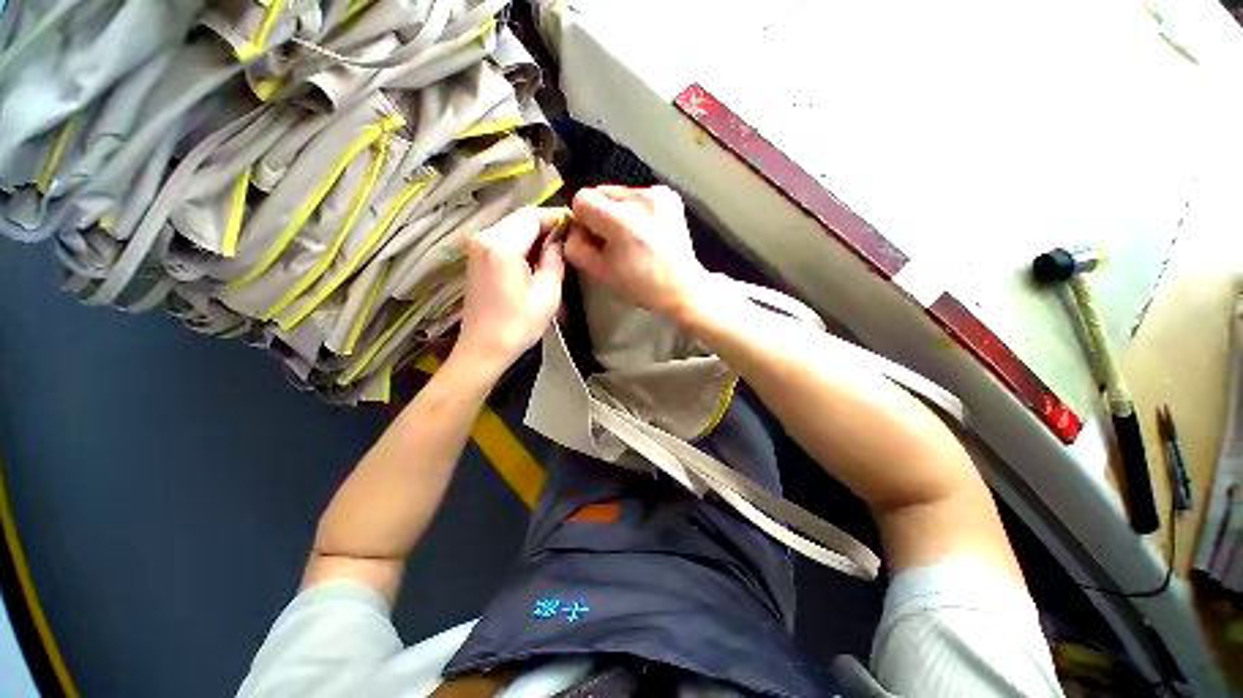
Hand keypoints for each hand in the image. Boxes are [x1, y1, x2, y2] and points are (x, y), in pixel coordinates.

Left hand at [453, 206, 565, 375]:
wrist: (483, 349)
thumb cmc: (518, 325)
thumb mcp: (547, 294)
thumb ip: (555, 260)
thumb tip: (560, 239)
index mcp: (502, 245)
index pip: (533, 215)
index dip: (556, 216)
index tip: (577, 225)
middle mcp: (485, 237)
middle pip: (521, 217)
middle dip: (546, 224)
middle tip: (570, 238)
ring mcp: (477, 247)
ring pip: (512, 226)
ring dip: (535, 233)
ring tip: (557, 249)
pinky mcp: (476, 257)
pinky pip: (504, 238)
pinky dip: (522, 242)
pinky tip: (536, 257)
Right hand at [565, 185, 709, 317]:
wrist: (682, 287)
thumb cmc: (640, 286)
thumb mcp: (599, 272)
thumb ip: (575, 246)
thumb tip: (573, 229)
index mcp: (620, 220)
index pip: (581, 199)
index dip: (581, 220)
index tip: (593, 239)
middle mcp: (639, 198)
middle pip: (600, 192)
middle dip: (599, 214)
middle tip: (611, 240)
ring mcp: (657, 193)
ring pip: (618, 193)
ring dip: (616, 211)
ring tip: (631, 236)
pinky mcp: (669, 195)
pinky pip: (638, 195)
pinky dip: (634, 210)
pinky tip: (645, 230)